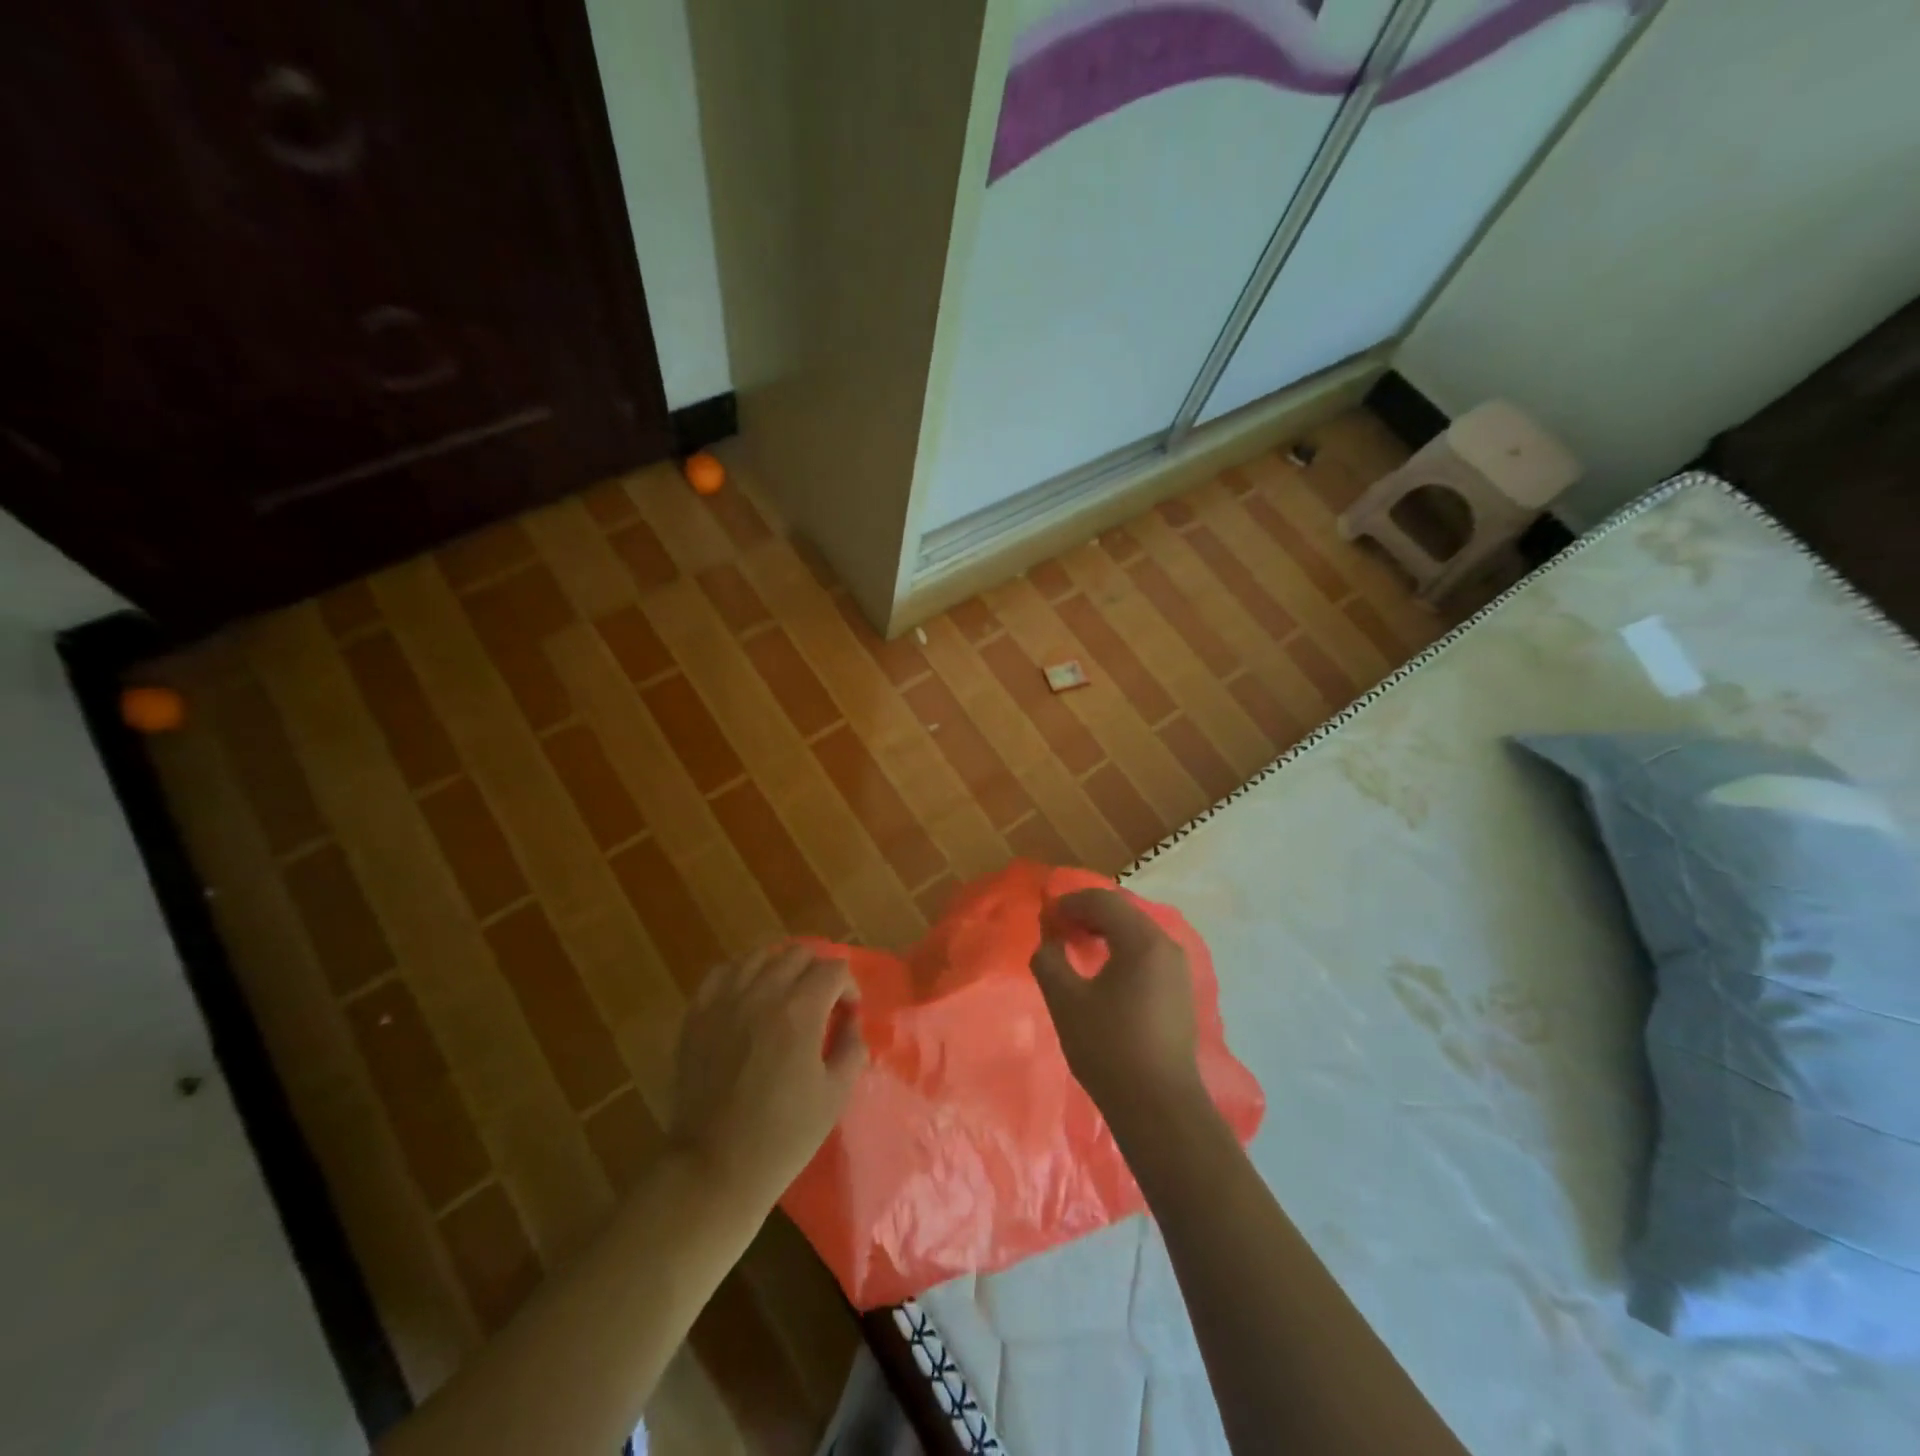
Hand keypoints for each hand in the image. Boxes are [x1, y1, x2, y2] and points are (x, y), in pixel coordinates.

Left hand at [668, 944, 866, 1207]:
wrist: (715, 1168)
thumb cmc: (783, 1137)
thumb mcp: (835, 1095)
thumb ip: (852, 1047)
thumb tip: (850, 1022)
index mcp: (800, 1011)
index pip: (834, 969)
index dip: (849, 987)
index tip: (848, 1014)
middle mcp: (762, 993)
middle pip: (799, 953)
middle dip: (818, 972)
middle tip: (822, 1003)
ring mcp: (725, 1001)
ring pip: (760, 955)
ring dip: (781, 968)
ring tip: (785, 995)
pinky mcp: (697, 1015)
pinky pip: (723, 972)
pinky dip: (741, 974)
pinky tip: (748, 995)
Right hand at [1030, 889, 1204, 1127]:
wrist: (1159, 1106)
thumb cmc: (1108, 1047)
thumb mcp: (1065, 1000)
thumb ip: (1049, 960)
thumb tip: (1049, 942)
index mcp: (1142, 940)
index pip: (1102, 900)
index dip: (1069, 903)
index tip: (1045, 917)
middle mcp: (1166, 945)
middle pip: (1122, 912)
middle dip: (1087, 914)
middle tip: (1057, 929)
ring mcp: (1178, 969)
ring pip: (1136, 932)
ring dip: (1104, 932)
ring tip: (1075, 948)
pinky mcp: (1180, 991)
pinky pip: (1146, 953)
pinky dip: (1121, 950)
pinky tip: (1103, 972)